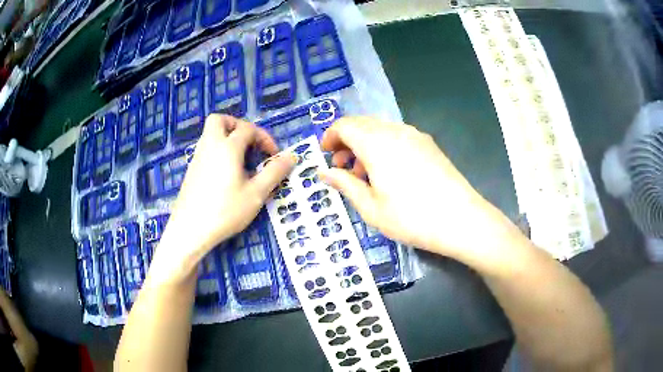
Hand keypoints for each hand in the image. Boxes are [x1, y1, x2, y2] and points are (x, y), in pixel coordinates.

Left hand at [154, 115, 295, 279]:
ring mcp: (198, 157)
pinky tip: (226, 173)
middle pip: (220, 120)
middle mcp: (210, 145)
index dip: (264, 138)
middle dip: (237, 125)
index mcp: (228, 147)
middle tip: (249, 143)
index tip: (273, 156)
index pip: (248, 129)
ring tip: (240, 159)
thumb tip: (291, 156)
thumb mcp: (256, 194)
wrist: (190, 229)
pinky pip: (205, 148)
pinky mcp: (191, 169)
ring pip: (210, 133)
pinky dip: (218, 150)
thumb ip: (274, 172)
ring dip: (227, 137)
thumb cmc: (225, 211)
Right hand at [319, 117, 519, 262]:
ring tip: (365, 174)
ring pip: (380, 129)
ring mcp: (415, 135)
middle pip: (362, 124)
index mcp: (376, 143)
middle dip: (346, 141)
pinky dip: (383, 146)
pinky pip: (397, 135)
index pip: (344, 126)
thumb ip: (345, 184)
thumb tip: (323, 172)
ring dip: (365, 144)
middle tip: (342, 168)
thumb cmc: (411, 217)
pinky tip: (389, 171)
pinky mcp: (429, 144)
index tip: (325, 155)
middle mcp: (395, 131)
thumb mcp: (371, 207)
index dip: (330, 137)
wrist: (461, 219)